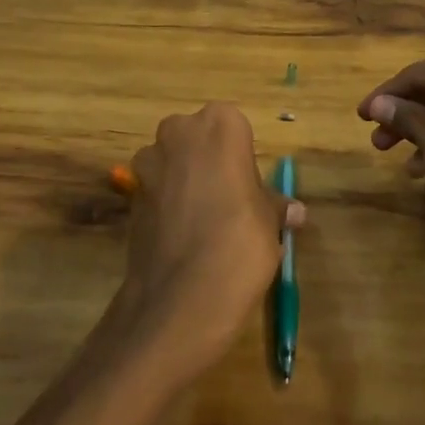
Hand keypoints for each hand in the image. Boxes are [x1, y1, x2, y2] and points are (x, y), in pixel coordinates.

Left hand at [116, 103, 304, 375]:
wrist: (179, 299)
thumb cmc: (239, 243)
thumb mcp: (269, 223)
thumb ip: (274, 207)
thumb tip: (294, 211)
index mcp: (220, 125)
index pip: (235, 127)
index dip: (242, 158)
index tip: (249, 189)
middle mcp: (179, 132)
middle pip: (199, 138)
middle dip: (210, 162)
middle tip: (230, 201)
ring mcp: (149, 163)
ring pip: (174, 162)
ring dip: (186, 181)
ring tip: (204, 223)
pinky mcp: (130, 195)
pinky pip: (156, 190)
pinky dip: (167, 205)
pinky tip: (182, 237)